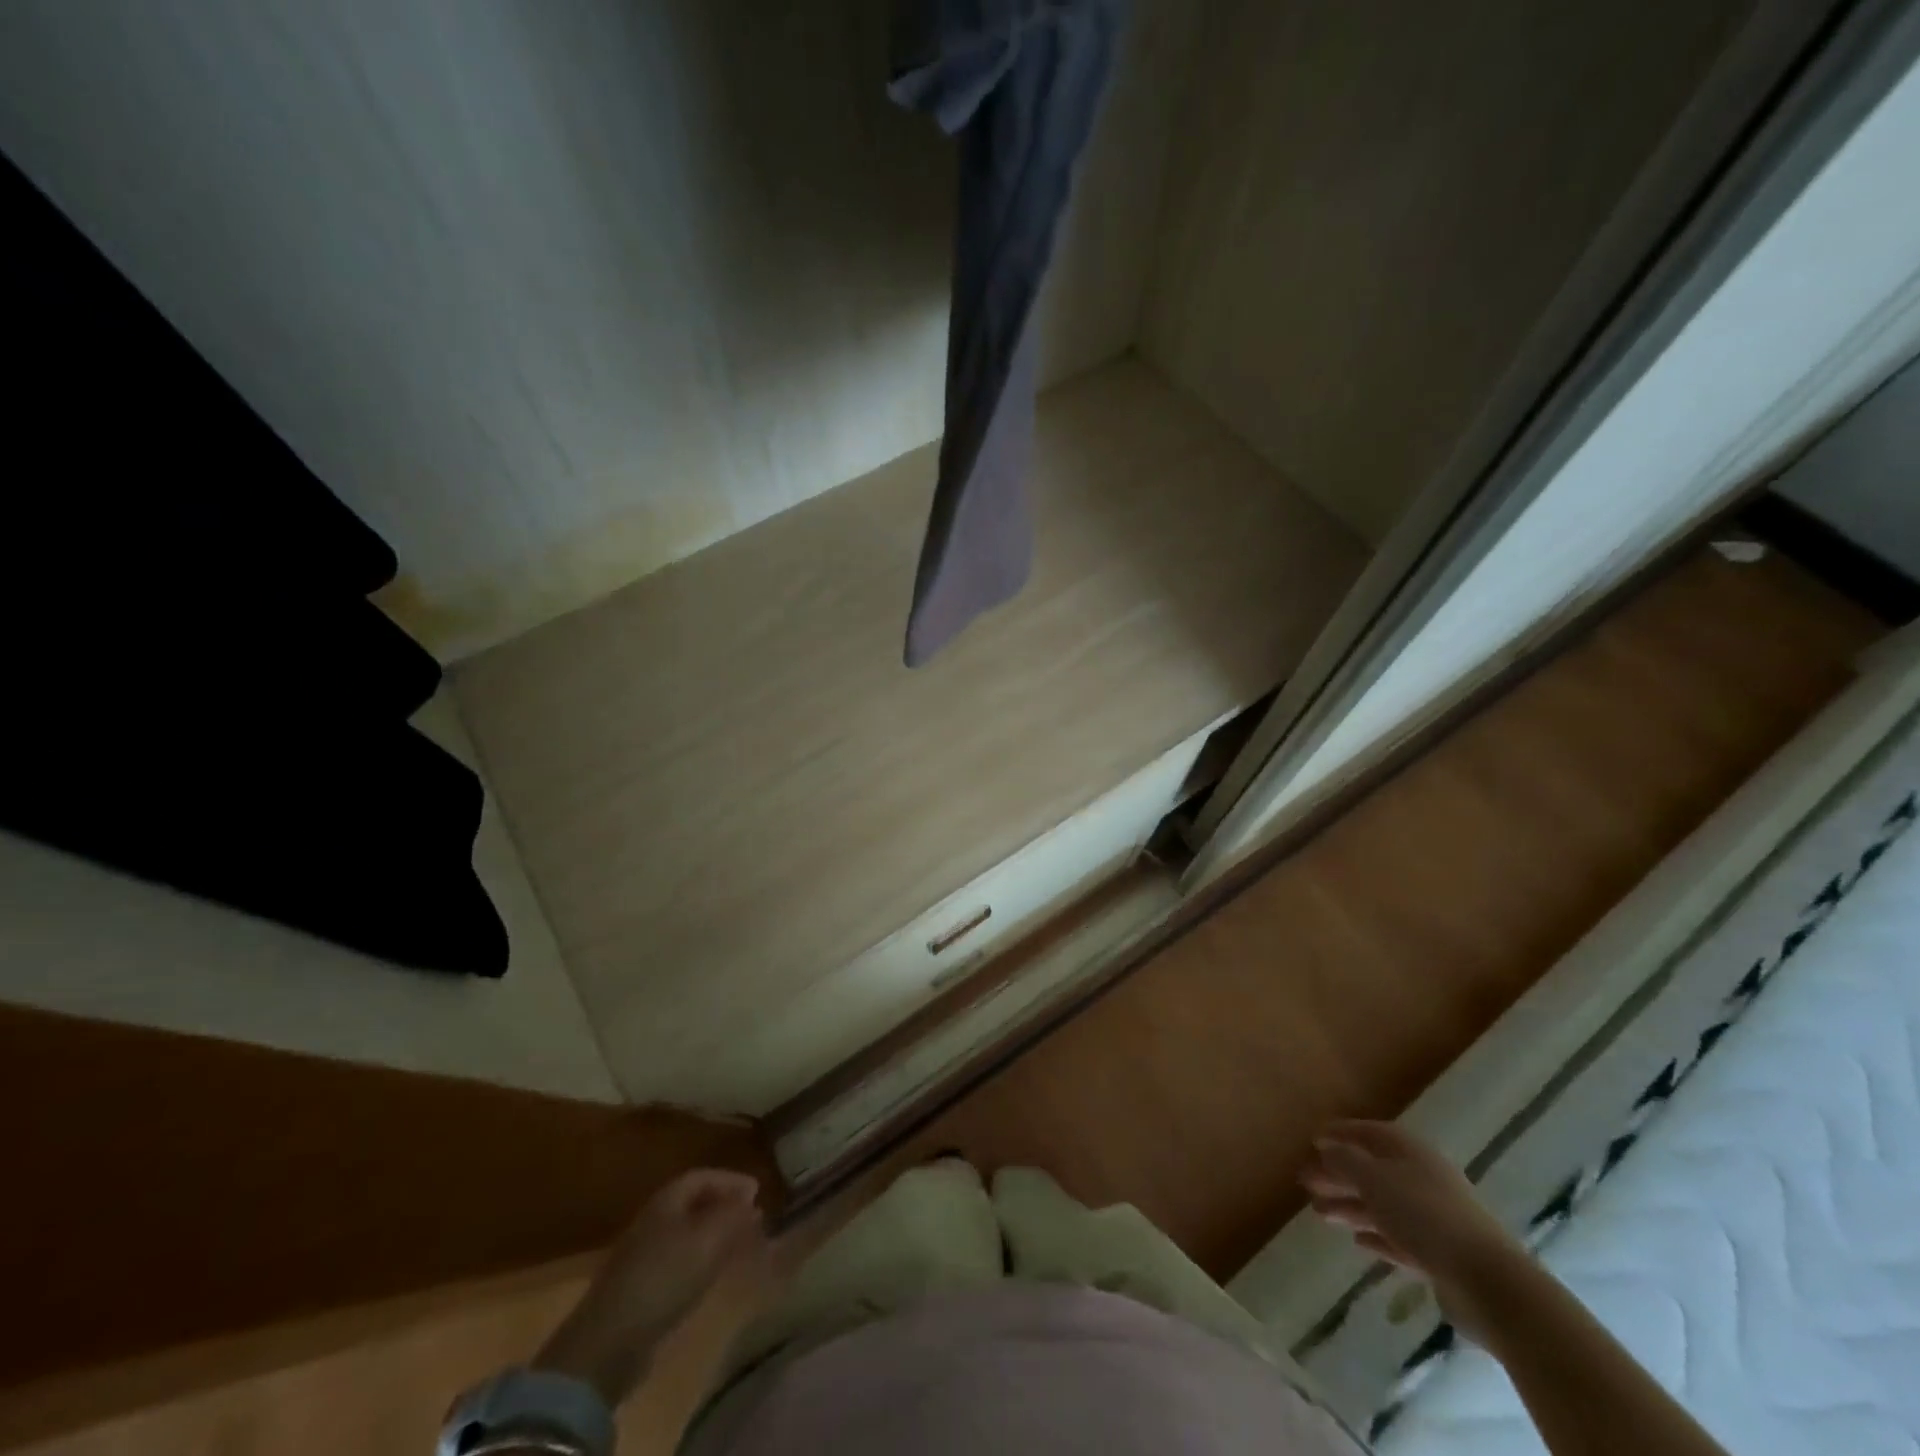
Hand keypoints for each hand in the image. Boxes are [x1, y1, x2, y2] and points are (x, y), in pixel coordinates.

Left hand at [536, 1169, 764, 1402]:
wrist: (608, 1343)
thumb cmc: (664, 1278)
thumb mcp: (708, 1240)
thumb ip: (733, 1215)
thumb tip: (749, 1200)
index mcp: (666, 1202)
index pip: (702, 1177)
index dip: (731, 1180)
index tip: (757, 1192)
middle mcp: (652, 1221)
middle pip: (694, 1203)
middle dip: (725, 1207)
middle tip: (753, 1218)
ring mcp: (643, 1256)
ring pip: (688, 1233)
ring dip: (715, 1233)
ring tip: (739, 1245)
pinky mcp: (640, 1288)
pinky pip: (679, 1260)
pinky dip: (702, 1258)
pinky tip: (712, 1274)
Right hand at [1301, 1120, 1525, 1338]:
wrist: (1487, 1282)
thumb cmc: (1424, 1215)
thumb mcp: (1373, 1178)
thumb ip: (1344, 1160)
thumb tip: (1326, 1148)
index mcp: (1410, 1152)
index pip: (1368, 1132)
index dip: (1339, 1133)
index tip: (1312, 1139)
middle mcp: (1422, 1178)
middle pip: (1372, 1169)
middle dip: (1338, 1173)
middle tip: (1305, 1180)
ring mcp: (1433, 1217)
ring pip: (1382, 1205)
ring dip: (1350, 1205)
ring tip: (1319, 1213)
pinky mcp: (1439, 1255)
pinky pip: (1399, 1237)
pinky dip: (1376, 1235)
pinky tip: (1357, 1240)